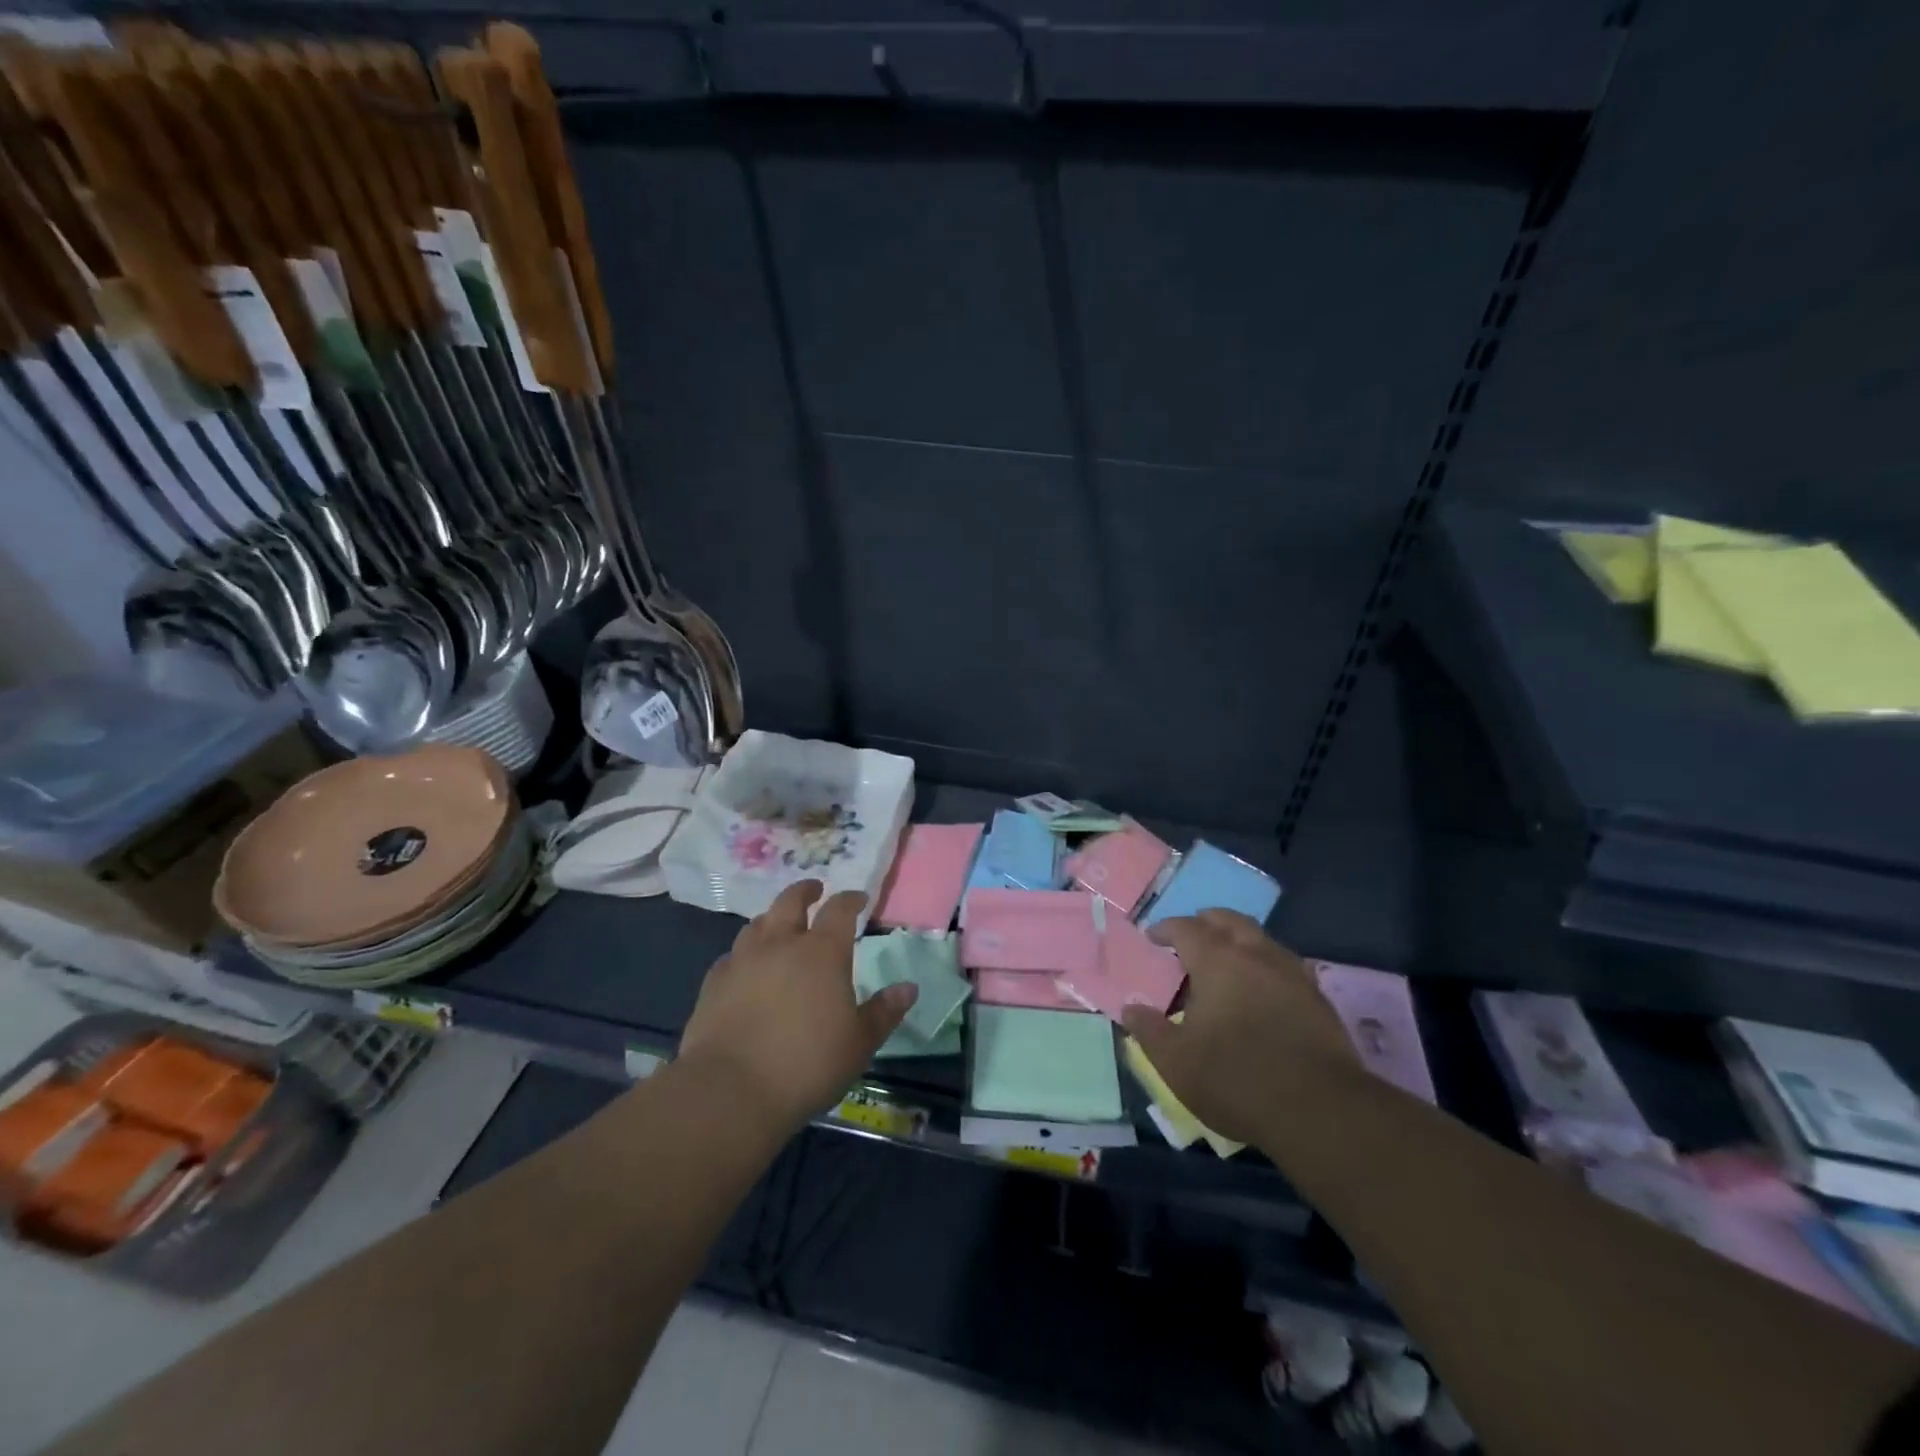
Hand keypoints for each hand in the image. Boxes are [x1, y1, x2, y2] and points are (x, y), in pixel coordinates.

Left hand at [679, 881, 915, 1132]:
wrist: (729, 1091)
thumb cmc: (807, 1065)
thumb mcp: (859, 1044)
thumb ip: (883, 1012)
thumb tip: (909, 988)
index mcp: (822, 952)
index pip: (839, 910)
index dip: (851, 899)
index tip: (859, 898)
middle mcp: (781, 944)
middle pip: (790, 901)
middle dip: (805, 891)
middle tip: (815, 890)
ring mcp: (742, 961)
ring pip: (758, 924)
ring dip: (773, 918)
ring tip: (780, 925)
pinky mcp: (714, 983)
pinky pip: (732, 956)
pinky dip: (745, 953)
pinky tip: (746, 967)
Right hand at [1121, 911, 1359, 1143]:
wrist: (1321, 1110)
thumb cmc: (1237, 1079)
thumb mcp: (1177, 1062)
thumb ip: (1150, 1031)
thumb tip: (1130, 1009)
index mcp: (1217, 961)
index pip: (1186, 928)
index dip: (1166, 928)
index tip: (1152, 936)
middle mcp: (1256, 955)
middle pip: (1229, 921)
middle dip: (1206, 922)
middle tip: (1191, 936)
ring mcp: (1292, 974)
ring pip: (1261, 939)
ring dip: (1238, 940)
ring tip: (1225, 961)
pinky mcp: (1318, 998)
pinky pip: (1283, 965)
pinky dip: (1264, 965)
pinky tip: (1260, 990)